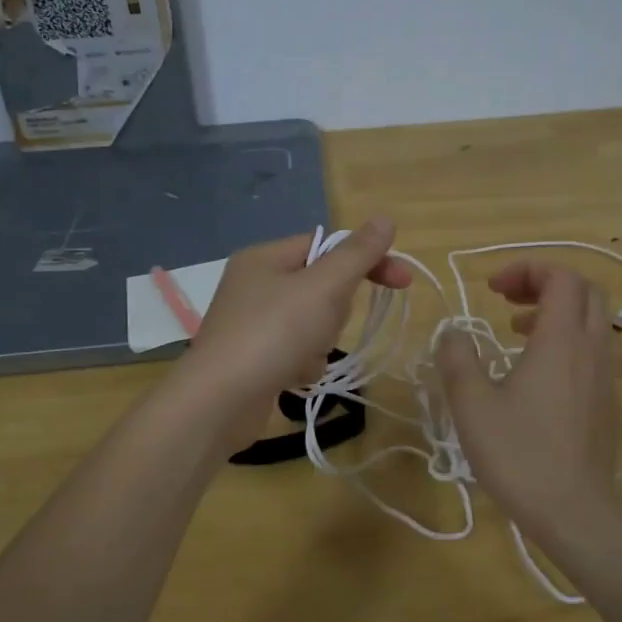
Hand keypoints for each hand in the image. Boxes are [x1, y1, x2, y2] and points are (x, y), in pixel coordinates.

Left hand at [177, 218, 413, 445]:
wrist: (218, 402)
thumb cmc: (273, 334)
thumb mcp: (323, 287)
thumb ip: (357, 254)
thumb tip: (385, 219)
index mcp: (265, 257)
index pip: (327, 245)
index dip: (366, 260)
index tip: (402, 281)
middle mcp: (254, 284)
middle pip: (321, 286)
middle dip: (334, 310)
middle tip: (324, 324)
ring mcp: (251, 323)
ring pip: (312, 321)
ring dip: (319, 341)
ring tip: (303, 356)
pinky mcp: (252, 357)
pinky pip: (295, 350)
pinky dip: (302, 363)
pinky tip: (292, 376)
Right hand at [435, 262, 619, 542]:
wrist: (575, 512)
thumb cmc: (520, 454)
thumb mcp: (472, 404)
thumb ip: (457, 359)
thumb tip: (453, 333)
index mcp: (561, 340)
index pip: (561, 277)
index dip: (527, 269)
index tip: (492, 288)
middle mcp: (592, 348)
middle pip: (584, 290)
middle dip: (544, 283)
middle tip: (506, 298)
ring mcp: (605, 375)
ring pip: (592, 319)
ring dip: (555, 311)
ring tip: (515, 331)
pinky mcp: (607, 399)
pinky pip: (593, 348)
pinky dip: (566, 338)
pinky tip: (534, 371)